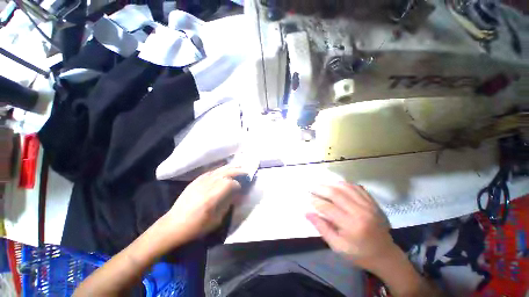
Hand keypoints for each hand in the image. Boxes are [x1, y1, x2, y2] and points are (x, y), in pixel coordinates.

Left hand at [164, 165, 245, 242]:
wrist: (173, 225)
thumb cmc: (196, 226)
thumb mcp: (216, 220)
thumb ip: (228, 204)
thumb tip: (237, 195)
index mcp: (212, 196)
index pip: (230, 183)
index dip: (238, 185)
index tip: (241, 189)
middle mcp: (207, 185)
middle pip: (226, 172)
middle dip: (238, 171)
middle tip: (246, 171)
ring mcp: (201, 181)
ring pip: (219, 169)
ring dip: (230, 167)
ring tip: (238, 166)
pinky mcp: (196, 180)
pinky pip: (211, 171)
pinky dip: (220, 169)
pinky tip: (224, 169)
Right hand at [307, 182, 397, 271]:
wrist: (385, 254)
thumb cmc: (359, 253)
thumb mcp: (337, 246)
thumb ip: (322, 228)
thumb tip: (307, 213)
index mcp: (351, 226)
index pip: (328, 208)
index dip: (315, 201)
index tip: (308, 198)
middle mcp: (361, 212)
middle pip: (336, 193)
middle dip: (320, 189)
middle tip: (312, 188)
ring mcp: (368, 205)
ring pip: (345, 187)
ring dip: (331, 185)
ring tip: (322, 187)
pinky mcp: (373, 202)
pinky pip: (356, 187)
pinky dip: (344, 185)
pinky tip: (337, 186)